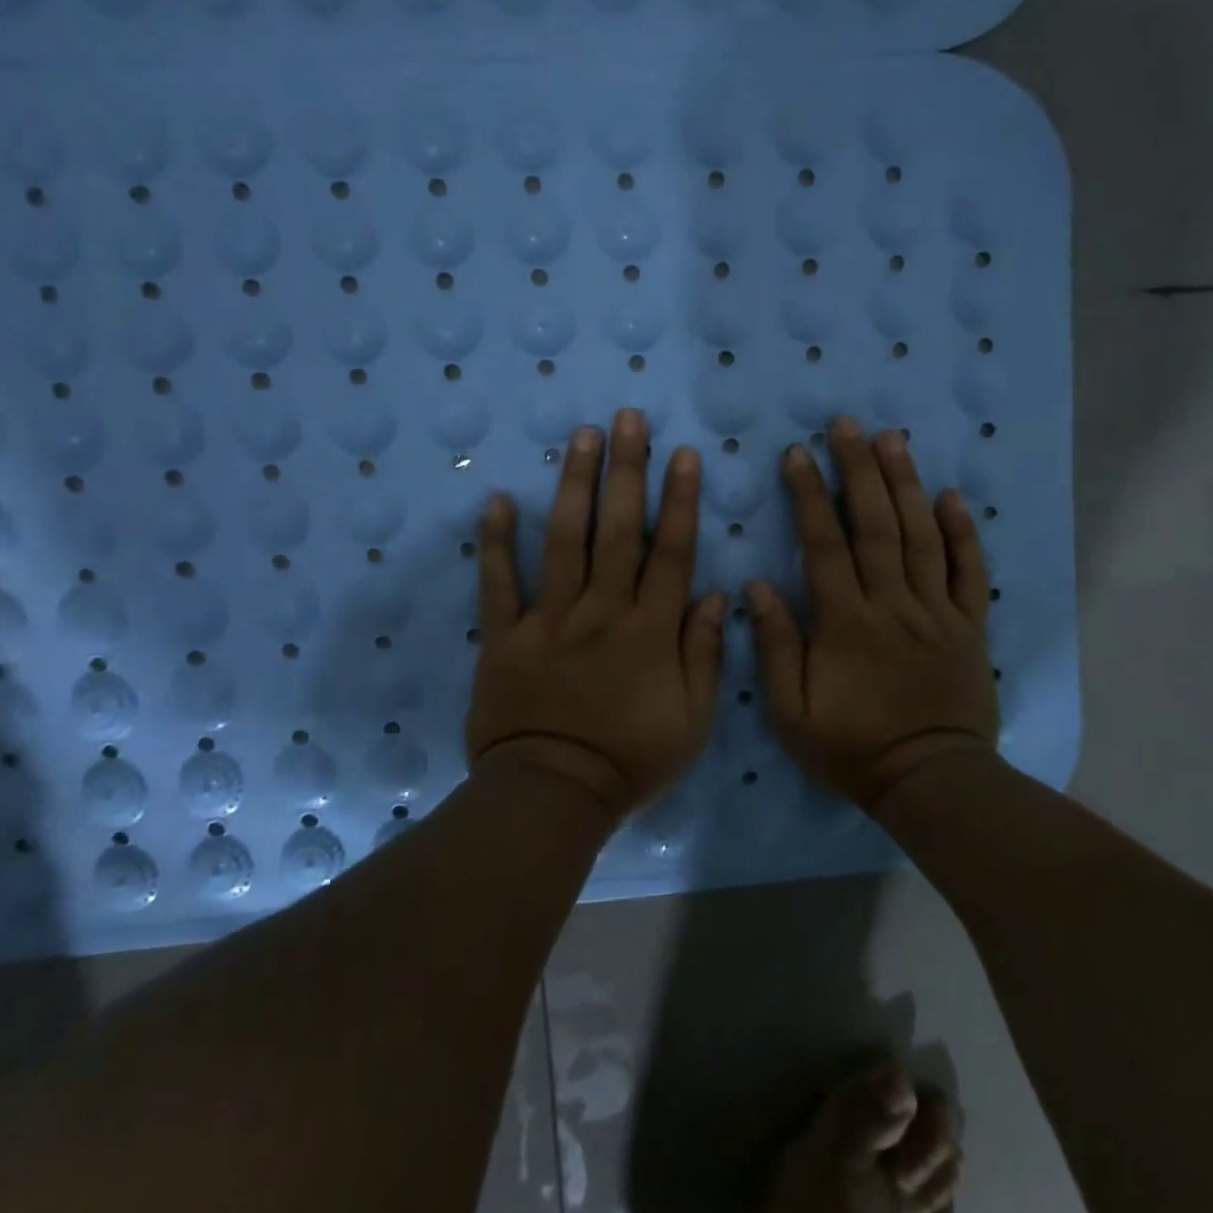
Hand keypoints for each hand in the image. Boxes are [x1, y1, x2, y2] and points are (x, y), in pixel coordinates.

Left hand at [466, 409, 727, 817]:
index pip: (671, 552)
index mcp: (650, 630)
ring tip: (580, 437)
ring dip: (574, 485)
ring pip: (564, 541)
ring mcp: (549, 619)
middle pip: (618, 530)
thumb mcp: (693, 720)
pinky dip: (496, 543)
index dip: (679, 500)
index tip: (682, 454)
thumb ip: (705, 654)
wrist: (554, 794)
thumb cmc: (631, 760)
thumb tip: (716, 594)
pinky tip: (496, 500)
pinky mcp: (505, 636)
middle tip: (627, 419)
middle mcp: (602, 610)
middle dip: (626, 470)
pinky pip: (499, 584)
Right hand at [748, 417, 999, 810]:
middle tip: (849, 425)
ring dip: (906, 484)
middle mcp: (892, 604)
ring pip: (921, 537)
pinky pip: (969, 572)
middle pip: (876, 526)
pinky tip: (952, 497)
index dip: (810, 496)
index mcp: (846, 623)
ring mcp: (936, 612)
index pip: (824, 545)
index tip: (798, 454)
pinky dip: (963, 533)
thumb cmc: (851, 748)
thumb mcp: (791, 712)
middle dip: (860, 470)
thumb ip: (776, 646)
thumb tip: (758, 585)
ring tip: (894, 439)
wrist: (930, 781)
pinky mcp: (969, 626)